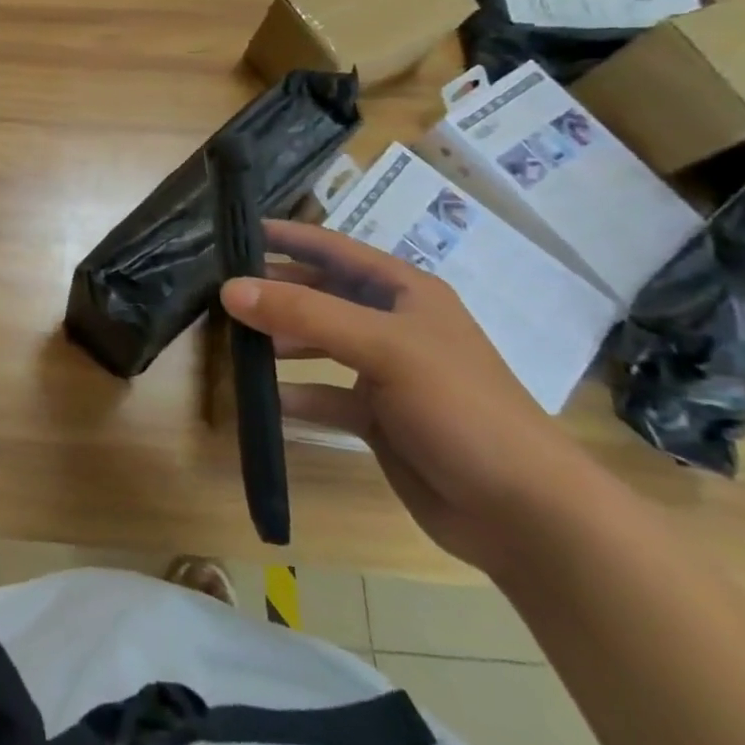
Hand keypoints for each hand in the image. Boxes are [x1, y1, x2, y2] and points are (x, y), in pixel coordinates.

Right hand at [221, 222, 594, 576]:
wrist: (522, 511)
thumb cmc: (458, 406)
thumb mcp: (382, 348)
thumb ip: (304, 314)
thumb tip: (229, 288)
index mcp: (405, 293)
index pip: (335, 250)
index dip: (289, 238)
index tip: (237, 233)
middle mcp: (392, 325)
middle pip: (322, 296)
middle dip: (276, 293)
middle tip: (221, 293)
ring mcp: (386, 373)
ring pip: (319, 345)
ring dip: (281, 343)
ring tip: (235, 344)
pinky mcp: (379, 418)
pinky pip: (326, 395)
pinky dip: (297, 396)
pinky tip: (265, 402)